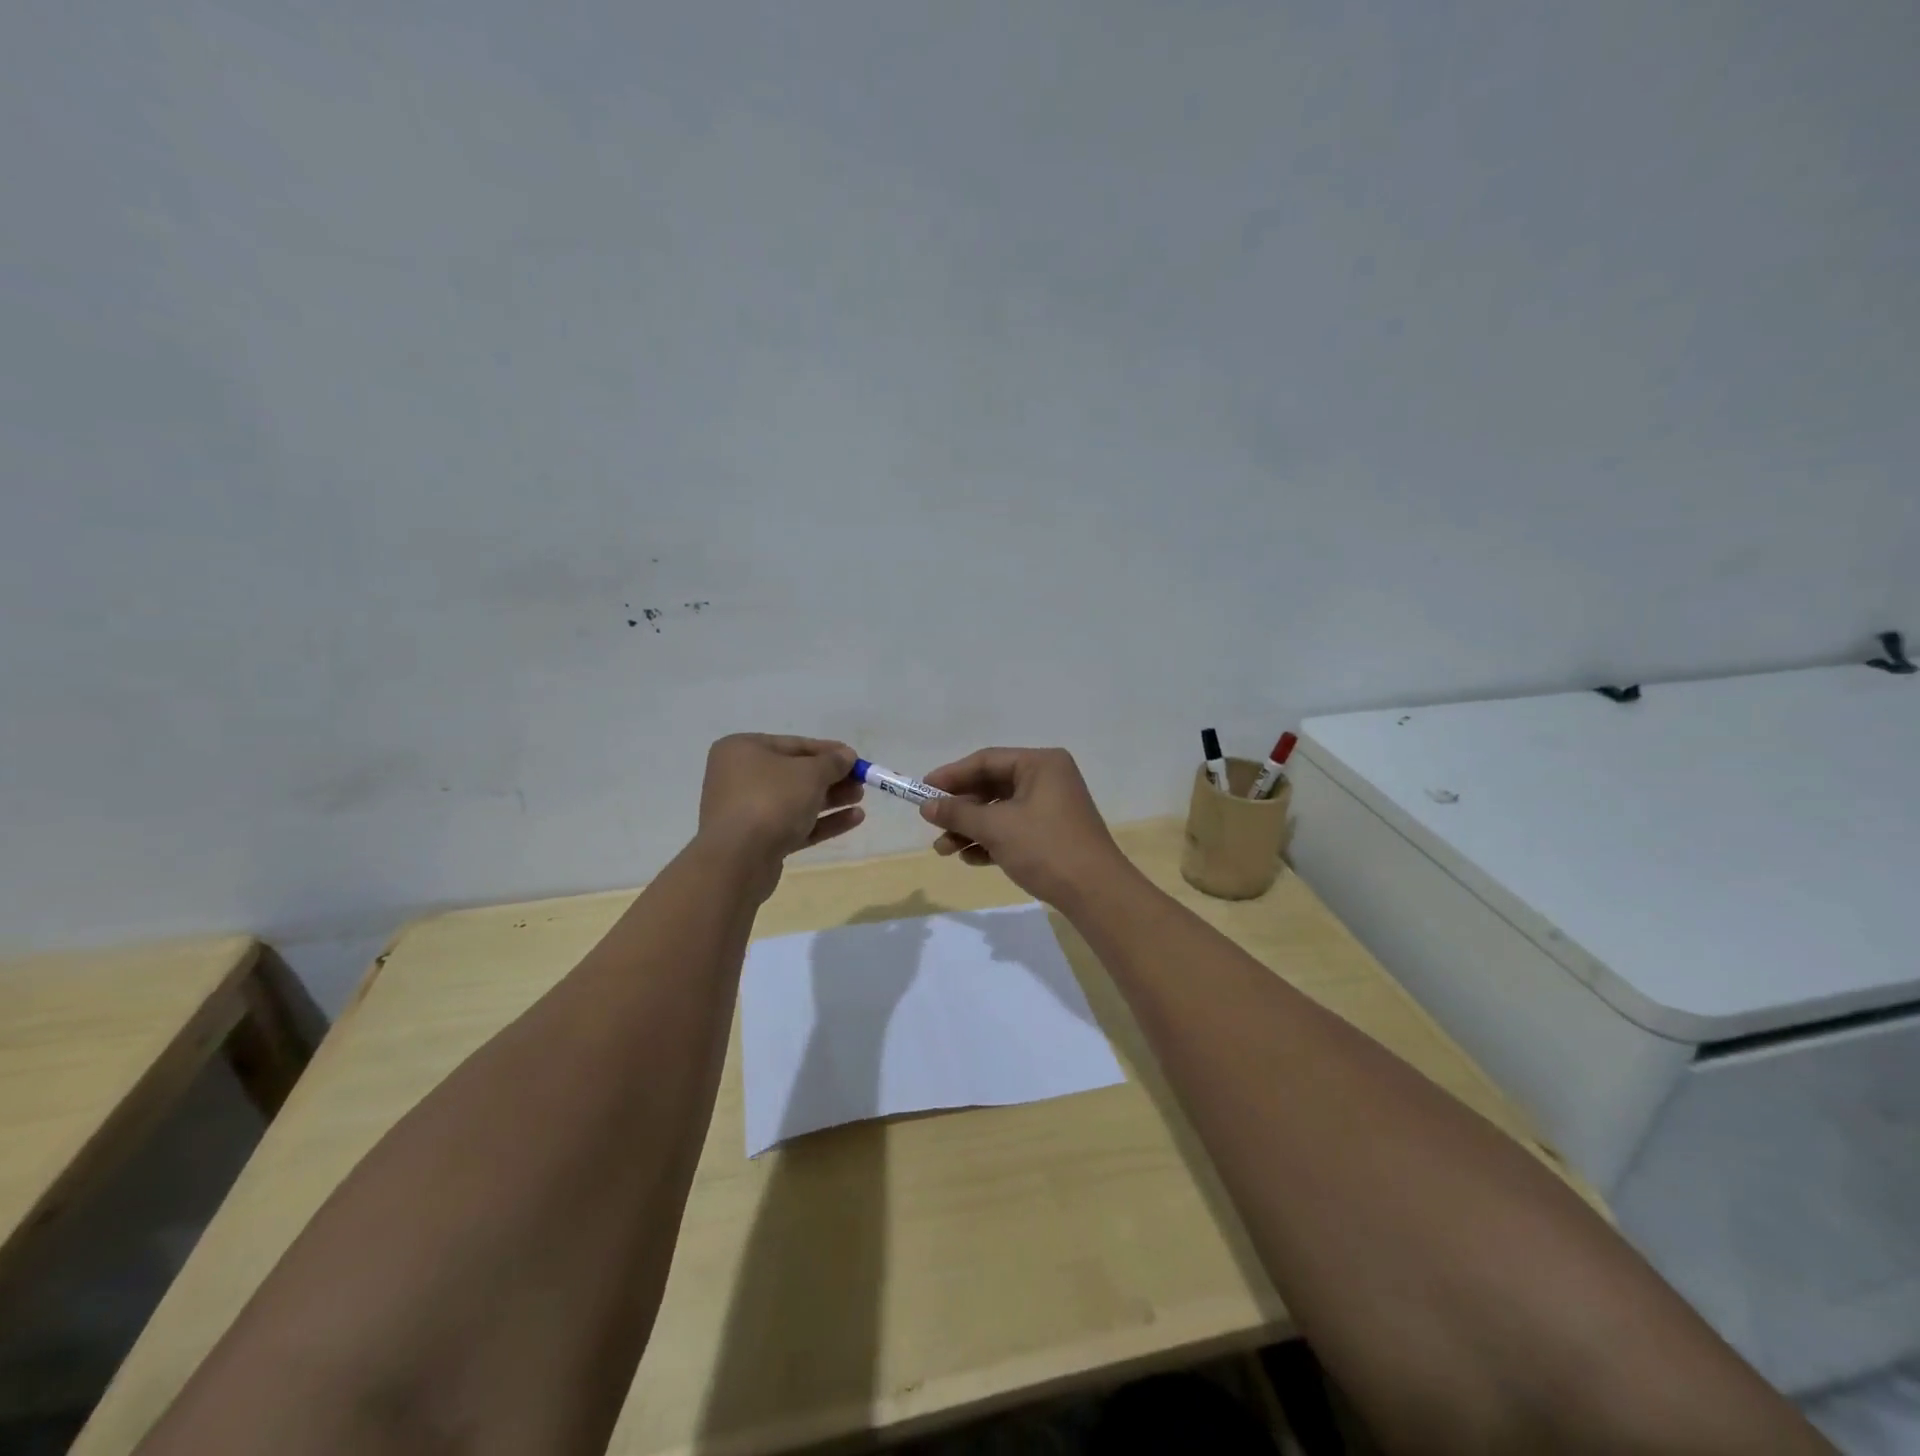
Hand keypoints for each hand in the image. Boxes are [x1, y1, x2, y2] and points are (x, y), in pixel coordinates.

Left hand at [697, 735, 863, 890]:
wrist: (738, 859)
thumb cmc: (771, 800)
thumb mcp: (809, 774)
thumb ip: (832, 762)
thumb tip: (846, 756)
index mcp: (743, 750)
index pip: (793, 744)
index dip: (828, 751)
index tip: (855, 758)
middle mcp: (740, 777)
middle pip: (795, 774)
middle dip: (831, 778)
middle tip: (860, 782)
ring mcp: (747, 811)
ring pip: (796, 801)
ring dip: (830, 799)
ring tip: (860, 799)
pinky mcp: (757, 841)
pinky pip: (794, 825)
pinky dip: (822, 822)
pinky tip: (854, 819)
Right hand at [918, 747, 1133, 907]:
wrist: (1095, 893)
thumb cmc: (1045, 848)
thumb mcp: (996, 827)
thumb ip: (958, 813)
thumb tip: (926, 806)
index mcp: (1040, 764)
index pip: (986, 761)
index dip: (951, 775)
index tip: (923, 790)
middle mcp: (1047, 779)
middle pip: (992, 787)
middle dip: (960, 809)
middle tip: (932, 825)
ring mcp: (1051, 808)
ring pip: (1000, 811)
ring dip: (970, 829)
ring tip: (944, 850)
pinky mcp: (1051, 834)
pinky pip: (1012, 830)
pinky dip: (990, 841)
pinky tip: (970, 859)